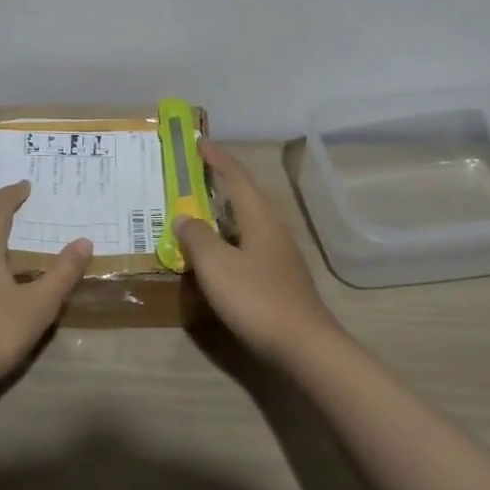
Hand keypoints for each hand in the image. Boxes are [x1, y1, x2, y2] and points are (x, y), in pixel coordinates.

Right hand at [177, 142, 345, 359]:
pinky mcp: (281, 278)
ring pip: (247, 222)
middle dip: (220, 182)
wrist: (306, 347)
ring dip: (223, 213)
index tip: (198, 141)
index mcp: (259, 217)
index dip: (216, 158)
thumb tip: (183, 215)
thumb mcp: (217, 266)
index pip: (236, 177)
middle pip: (245, 196)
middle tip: (194, 174)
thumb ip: (197, 237)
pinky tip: (217, 254)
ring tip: (198, 212)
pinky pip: (249, 244)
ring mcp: (280, 254)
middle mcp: (273, 228)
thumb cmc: (258, 299)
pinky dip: (229, 239)